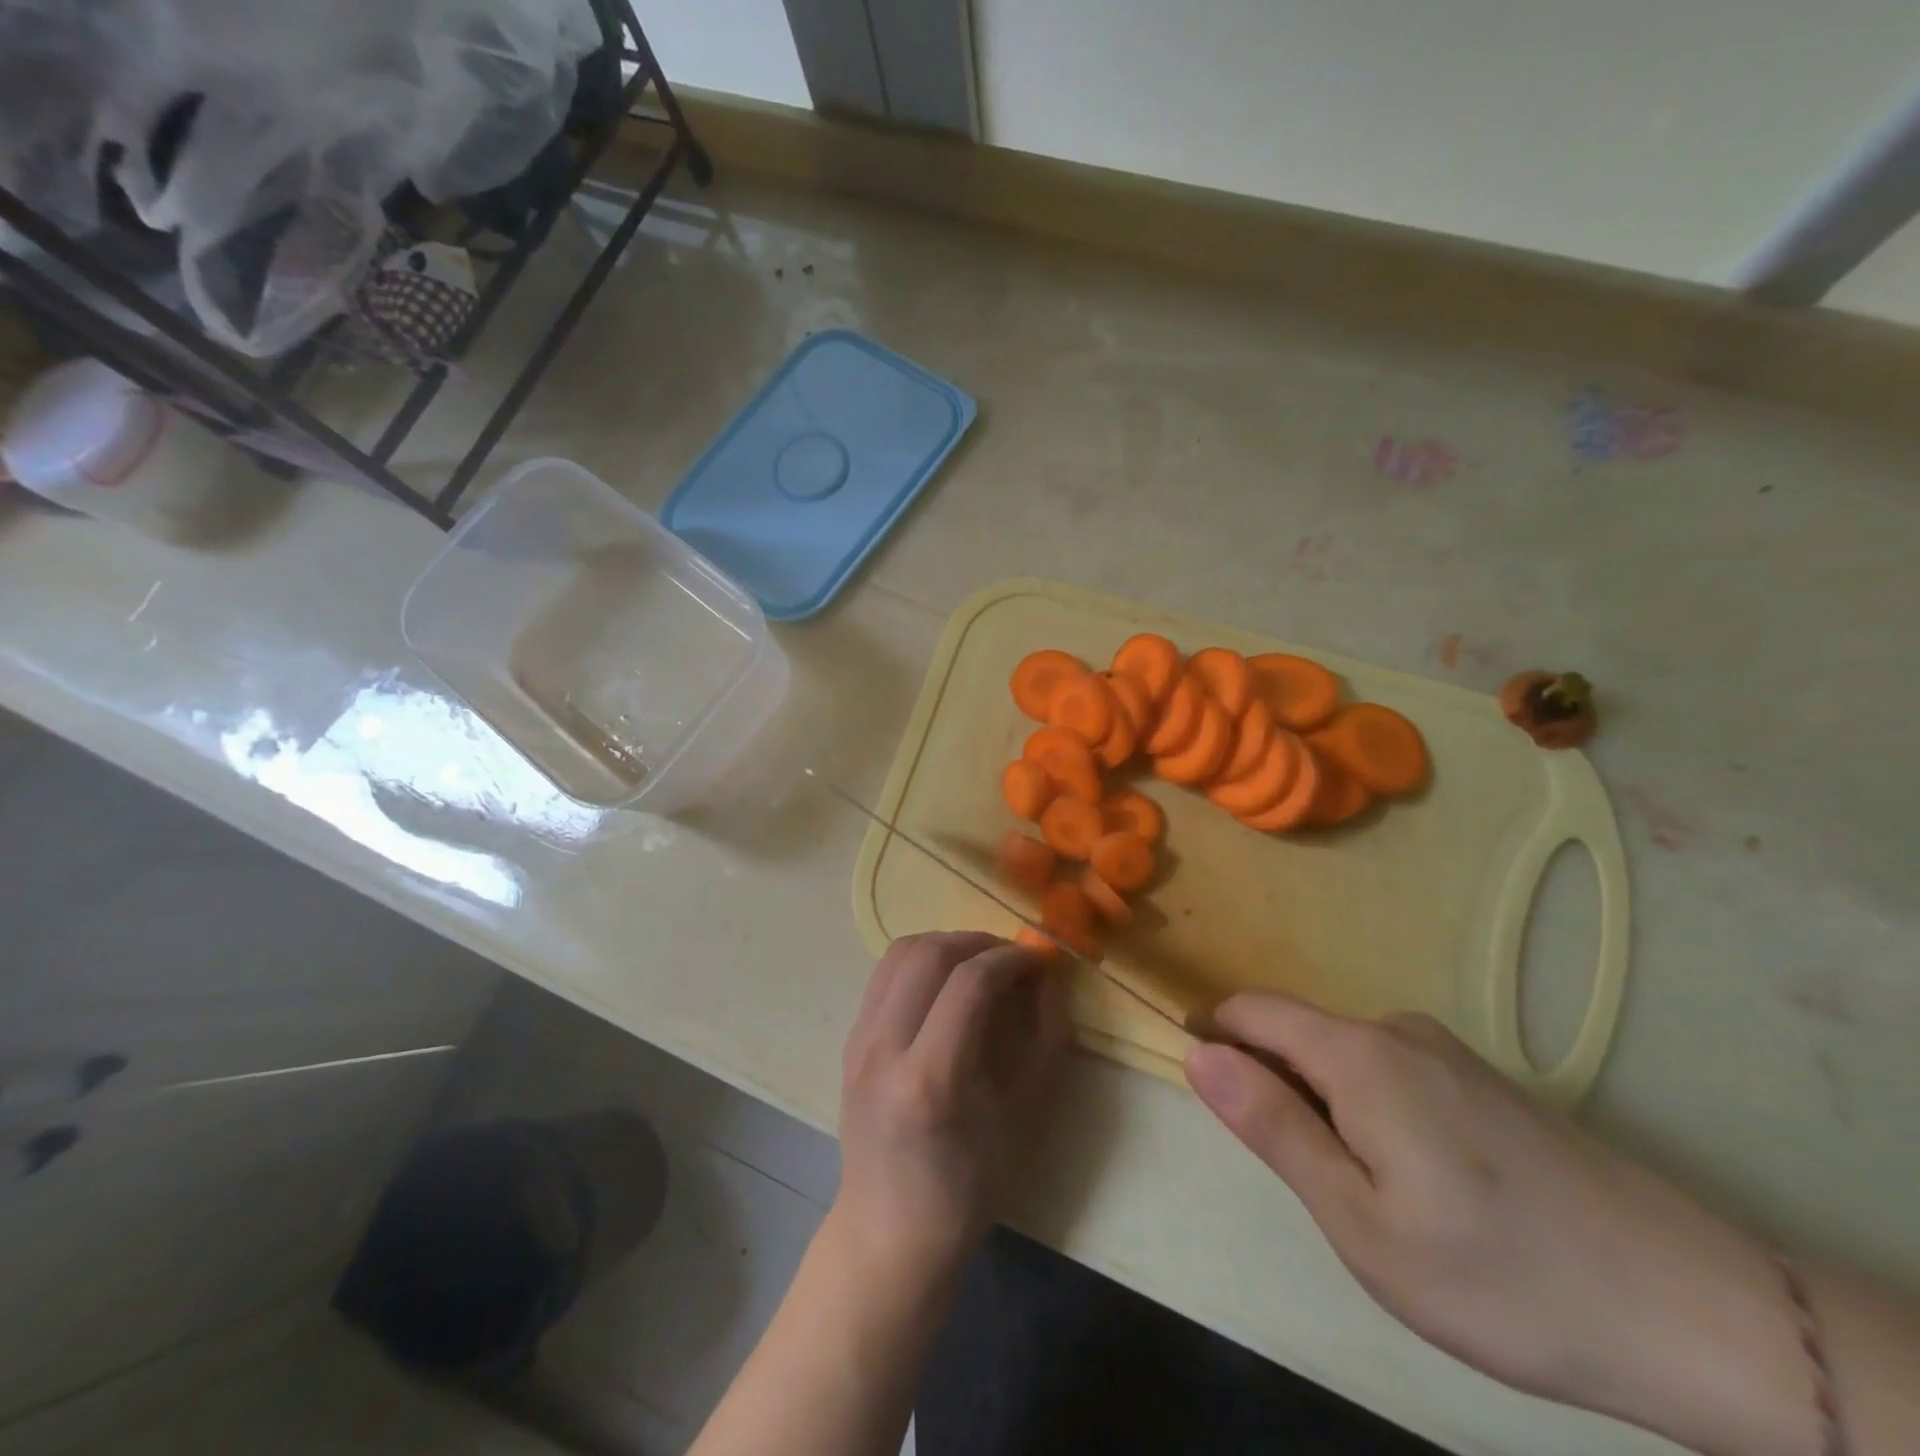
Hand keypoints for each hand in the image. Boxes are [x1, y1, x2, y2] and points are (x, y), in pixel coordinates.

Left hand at [835, 932, 1072, 1283]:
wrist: (890, 1231)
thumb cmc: (968, 1187)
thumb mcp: (1026, 1119)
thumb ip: (1046, 1040)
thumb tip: (1047, 978)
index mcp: (931, 1080)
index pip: (970, 983)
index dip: (1010, 960)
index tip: (1037, 962)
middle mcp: (884, 1049)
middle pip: (929, 954)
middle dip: (978, 941)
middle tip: (1010, 958)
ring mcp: (859, 1041)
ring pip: (900, 952)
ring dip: (946, 943)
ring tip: (979, 963)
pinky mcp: (849, 1039)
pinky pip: (885, 974)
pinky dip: (920, 961)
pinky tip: (945, 982)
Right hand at [1185, 994, 1814, 1454]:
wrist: (1696, 1312)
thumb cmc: (1500, 1277)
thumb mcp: (1359, 1221)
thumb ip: (1271, 1125)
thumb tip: (1196, 1053)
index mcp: (1358, 1053)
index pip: (1251, 1010)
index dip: (1213, 1038)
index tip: (1206, 1096)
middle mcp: (1397, 1030)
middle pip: (1296, 1032)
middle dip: (1271, 1084)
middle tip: (1302, 1181)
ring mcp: (1446, 1051)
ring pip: (1343, 1056)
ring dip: (1322, 1104)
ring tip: (1364, 1197)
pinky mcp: (1482, 1079)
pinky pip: (1389, 1070)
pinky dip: (1367, 1108)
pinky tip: (1420, 1186)